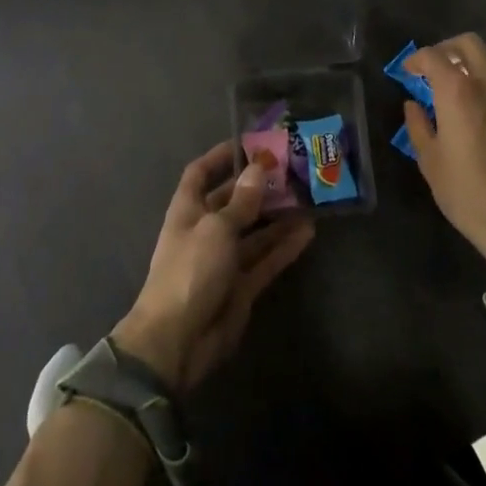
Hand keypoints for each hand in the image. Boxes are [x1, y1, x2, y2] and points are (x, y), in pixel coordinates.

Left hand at [113, 142, 315, 390]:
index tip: (248, 143)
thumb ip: (241, 202)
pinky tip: (308, 232)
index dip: (220, 157)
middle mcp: (205, 230)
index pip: (201, 173)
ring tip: (307, 198)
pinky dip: (284, 247)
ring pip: (254, 231)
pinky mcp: (241, 287)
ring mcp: (224, 260)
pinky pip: (265, 260)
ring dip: (277, 216)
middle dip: (258, 187)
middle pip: (233, 201)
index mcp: (188, 210)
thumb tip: (258, 169)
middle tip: (291, 170)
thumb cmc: (190, 270)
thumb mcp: (216, 229)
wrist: (177, 341)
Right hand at [402, 33, 485, 264]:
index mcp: (457, 91)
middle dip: (448, 49)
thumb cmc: (468, 193)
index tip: (409, 71)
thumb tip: (413, 105)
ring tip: (468, 76)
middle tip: (437, 67)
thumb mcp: (430, 162)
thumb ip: (418, 125)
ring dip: (478, 57)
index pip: (433, 56)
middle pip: (469, 43)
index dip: (416, 59)